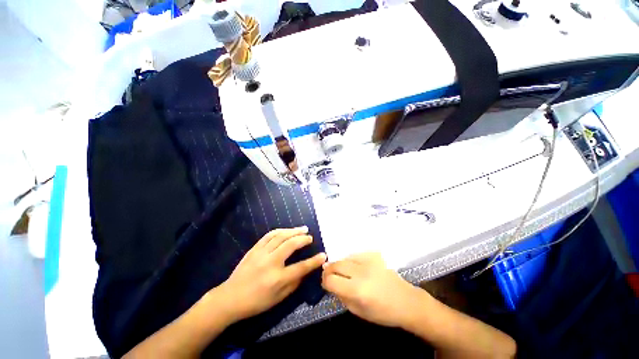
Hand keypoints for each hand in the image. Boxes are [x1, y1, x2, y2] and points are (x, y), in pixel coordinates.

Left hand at [217, 227, 326, 321]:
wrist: (230, 298)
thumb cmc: (256, 302)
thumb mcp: (278, 299)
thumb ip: (294, 283)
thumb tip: (305, 270)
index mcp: (277, 279)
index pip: (301, 267)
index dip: (314, 261)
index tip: (323, 255)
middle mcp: (271, 263)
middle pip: (291, 245)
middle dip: (303, 239)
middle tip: (310, 237)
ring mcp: (261, 253)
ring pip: (281, 236)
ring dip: (294, 231)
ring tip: (303, 229)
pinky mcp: (255, 248)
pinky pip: (269, 235)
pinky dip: (280, 230)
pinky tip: (287, 230)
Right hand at [322, 253, 426, 327]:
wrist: (406, 301)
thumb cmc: (383, 313)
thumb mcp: (358, 312)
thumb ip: (342, 297)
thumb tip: (331, 284)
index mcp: (357, 290)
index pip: (331, 280)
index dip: (325, 282)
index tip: (326, 284)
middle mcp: (361, 272)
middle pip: (336, 265)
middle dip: (329, 270)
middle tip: (329, 275)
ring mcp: (368, 261)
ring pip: (344, 258)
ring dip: (339, 265)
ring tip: (342, 272)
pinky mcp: (374, 255)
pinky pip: (355, 255)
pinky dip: (350, 261)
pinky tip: (354, 267)